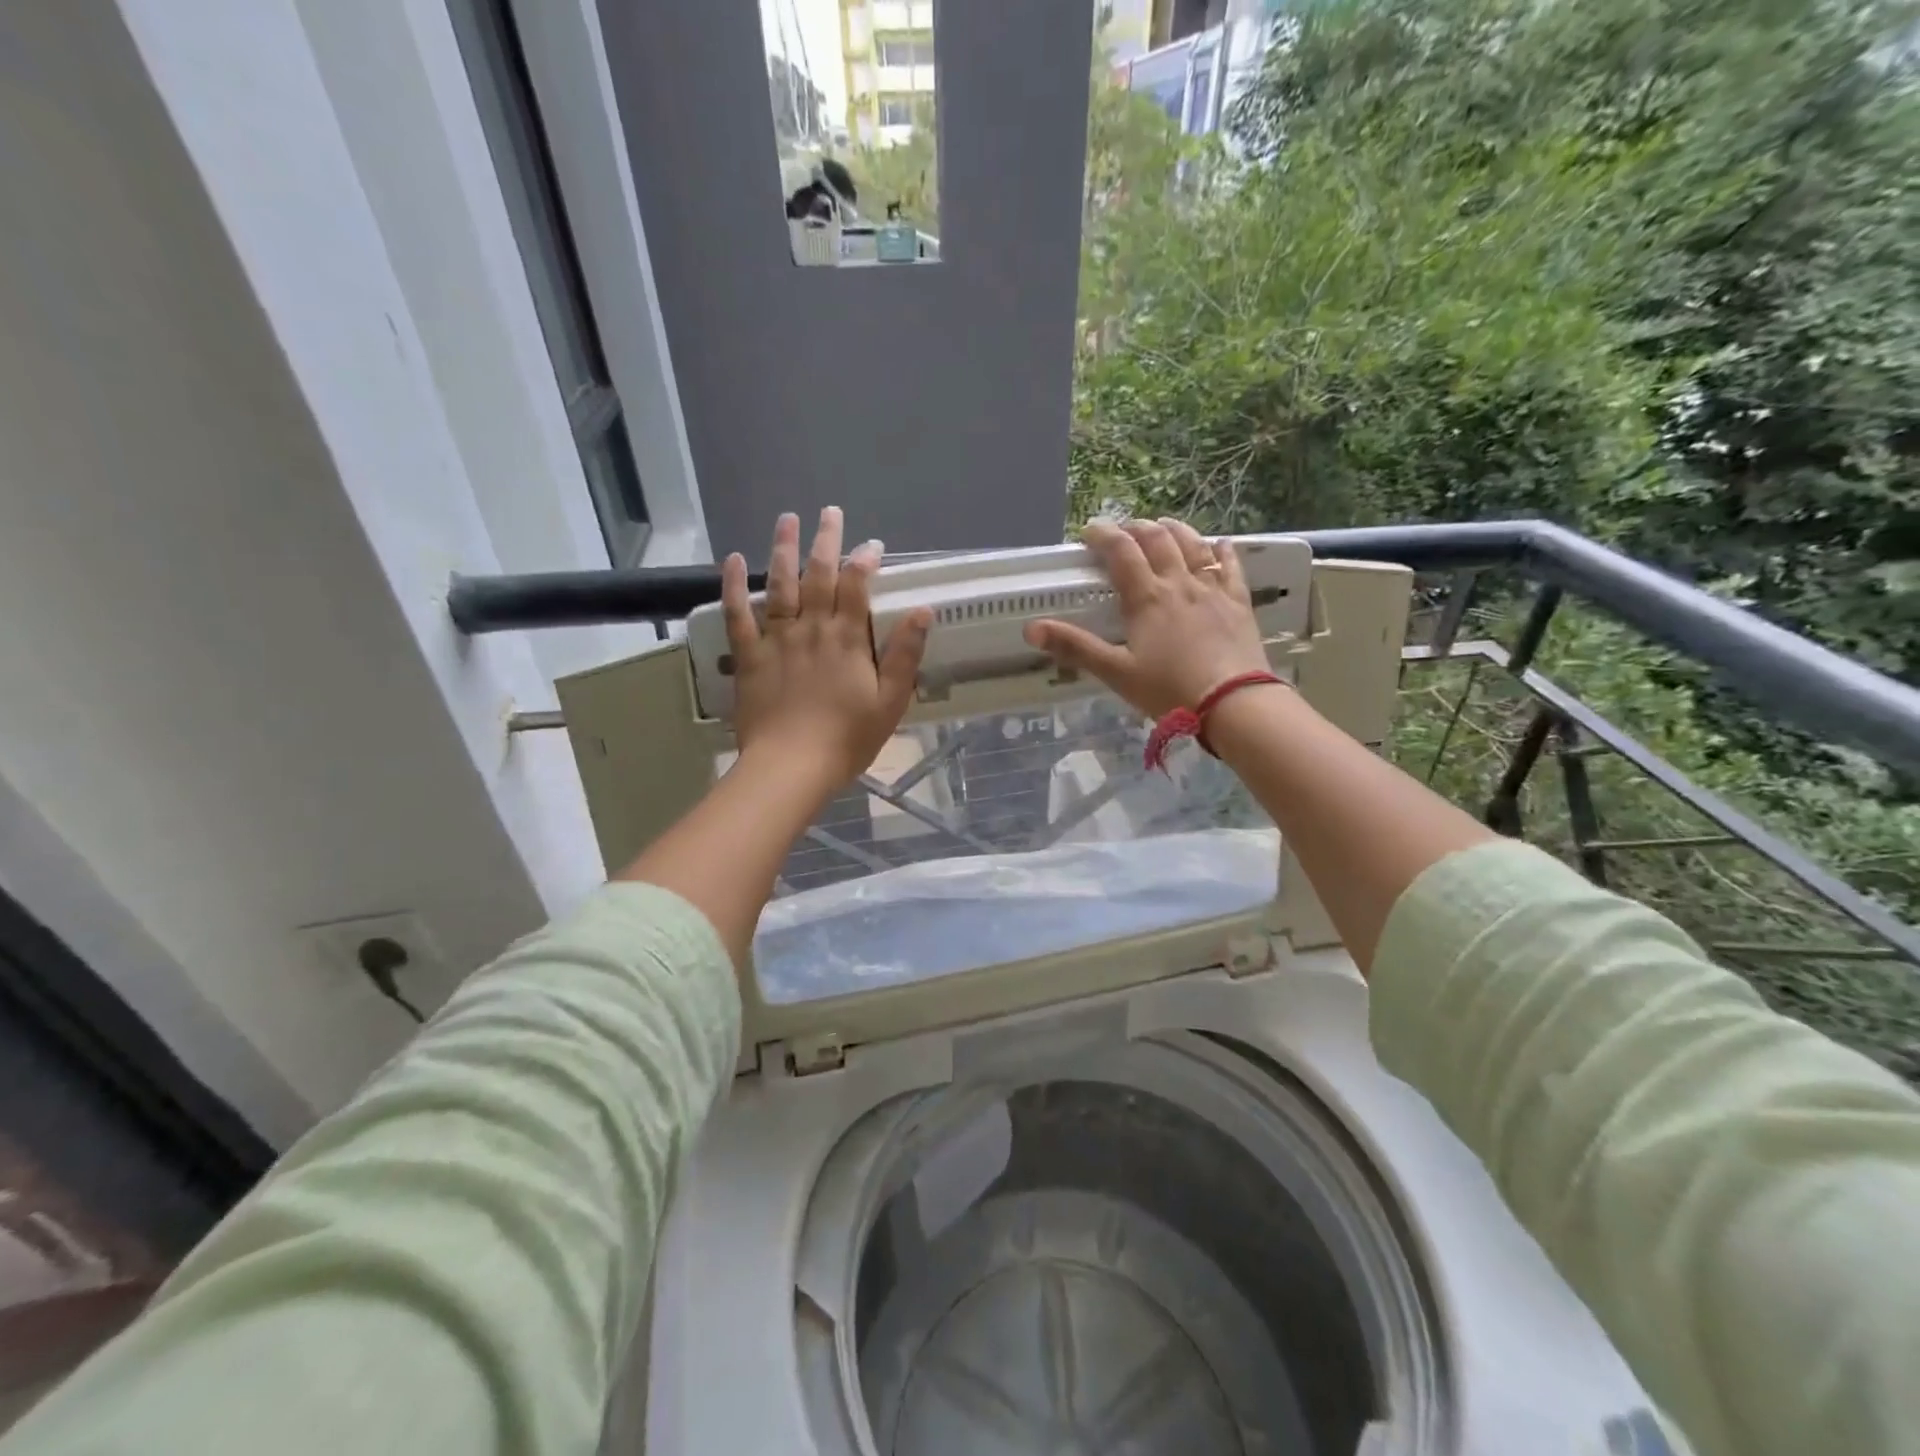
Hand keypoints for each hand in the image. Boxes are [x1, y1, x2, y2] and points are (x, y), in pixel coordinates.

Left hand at [722, 507, 931, 796]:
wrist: (791, 766)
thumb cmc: (847, 738)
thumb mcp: (890, 701)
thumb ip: (905, 654)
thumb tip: (923, 611)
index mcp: (848, 639)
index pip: (856, 587)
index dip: (864, 561)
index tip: (872, 545)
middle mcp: (812, 628)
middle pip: (819, 575)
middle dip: (826, 541)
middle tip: (829, 511)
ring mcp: (777, 639)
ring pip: (781, 585)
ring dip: (784, 550)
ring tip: (787, 519)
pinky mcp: (748, 656)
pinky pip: (738, 615)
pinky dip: (735, 586)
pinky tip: (734, 560)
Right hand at [1023, 517, 1269, 718]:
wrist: (1233, 704)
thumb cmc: (1169, 690)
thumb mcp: (1115, 672)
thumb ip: (1075, 647)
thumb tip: (1031, 629)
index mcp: (1146, 598)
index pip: (1121, 551)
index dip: (1103, 535)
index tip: (1088, 531)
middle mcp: (1178, 583)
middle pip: (1157, 540)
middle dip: (1136, 529)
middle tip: (1123, 530)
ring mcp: (1212, 590)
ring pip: (1193, 545)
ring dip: (1175, 530)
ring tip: (1163, 526)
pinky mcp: (1238, 603)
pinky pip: (1230, 566)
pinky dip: (1221, 550)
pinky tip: (1219, 544)